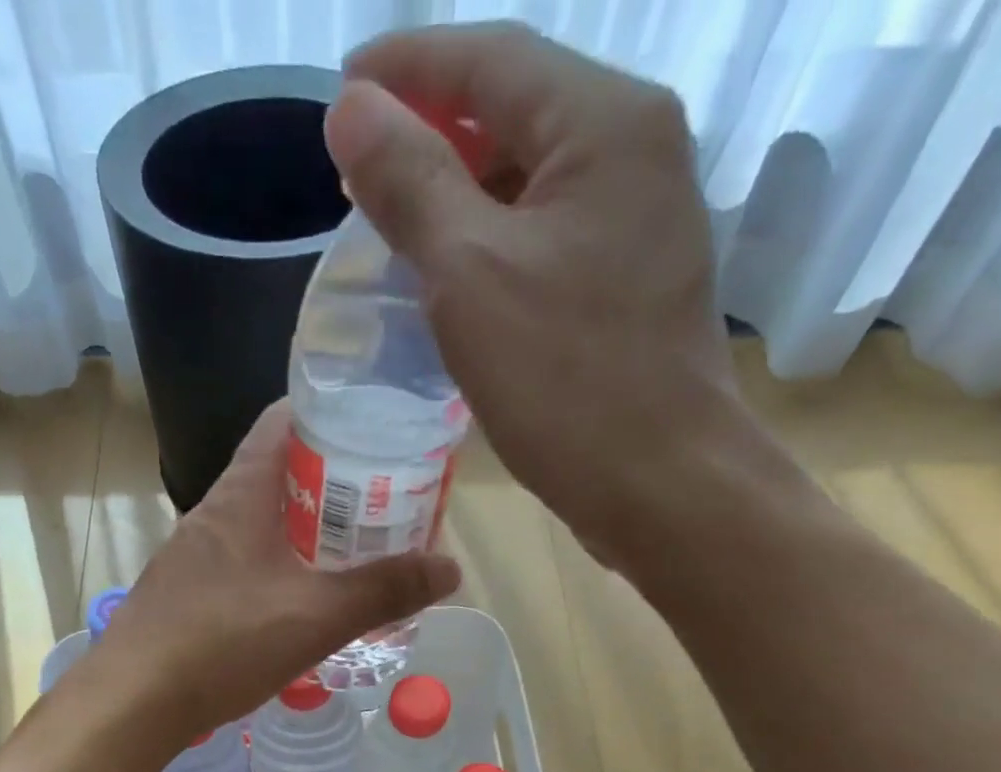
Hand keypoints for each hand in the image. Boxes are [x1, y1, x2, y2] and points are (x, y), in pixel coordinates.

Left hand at [97, 402, 460, 737]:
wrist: (131, 703)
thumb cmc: (223, 643)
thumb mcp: (315, 616)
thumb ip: (383, 591)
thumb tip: (450, 567)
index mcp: (242, 495)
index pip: (284, 422)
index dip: (332, 415)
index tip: (379, 429)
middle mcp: (213, 515)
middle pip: (278, 474)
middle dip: (332, 482)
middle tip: (384, 503)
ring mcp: (194, 558)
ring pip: (260, 526)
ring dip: (305, 532)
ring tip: (353, 554)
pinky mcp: (186, 598)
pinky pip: (243, 567)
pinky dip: (279, 571)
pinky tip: (300, 605)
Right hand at [325, 23, 757, 576]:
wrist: (660, 482)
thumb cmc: (565, 381)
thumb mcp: (469, 276)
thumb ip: (410, 183)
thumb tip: (352, 109)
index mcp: (604, 123)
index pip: (490, 60)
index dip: (407, 67)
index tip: (341, 92)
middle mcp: (637, 151)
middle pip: (517, 112)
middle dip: (433, 133)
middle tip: (362, 169)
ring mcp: (642, 220)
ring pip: (533, 180)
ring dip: (462, 193)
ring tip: (398, 225)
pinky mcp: (634, 281)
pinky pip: (550, 235)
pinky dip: (495, 242)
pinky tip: (457, 276)